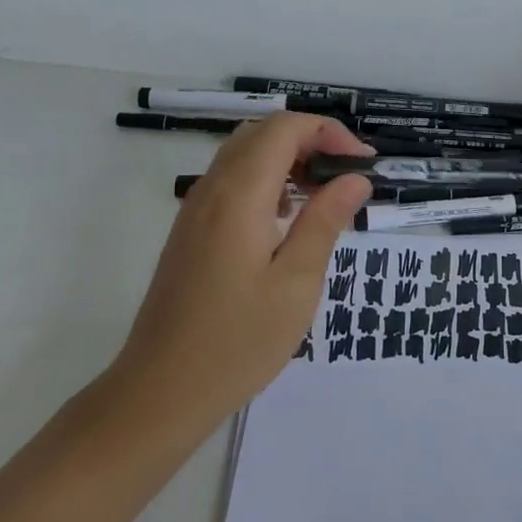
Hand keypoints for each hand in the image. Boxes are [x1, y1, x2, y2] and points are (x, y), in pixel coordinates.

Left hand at [105, 112, 374, 434]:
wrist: (158, 394)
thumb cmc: (236, 342)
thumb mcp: (295, 283)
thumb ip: (325, 221)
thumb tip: (355, 179)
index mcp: (239, 195)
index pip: (285, 128)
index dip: (329, 132)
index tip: (363, 164)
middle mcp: (212, 189)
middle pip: (263, 132)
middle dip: (311, 139)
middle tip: (346, 175)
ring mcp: (195, 209)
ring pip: (245, 153)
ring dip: (289, 157)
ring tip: (324, 194)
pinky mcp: (190, 231)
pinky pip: (232, 180)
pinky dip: (267, 178)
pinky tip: (286, 217)